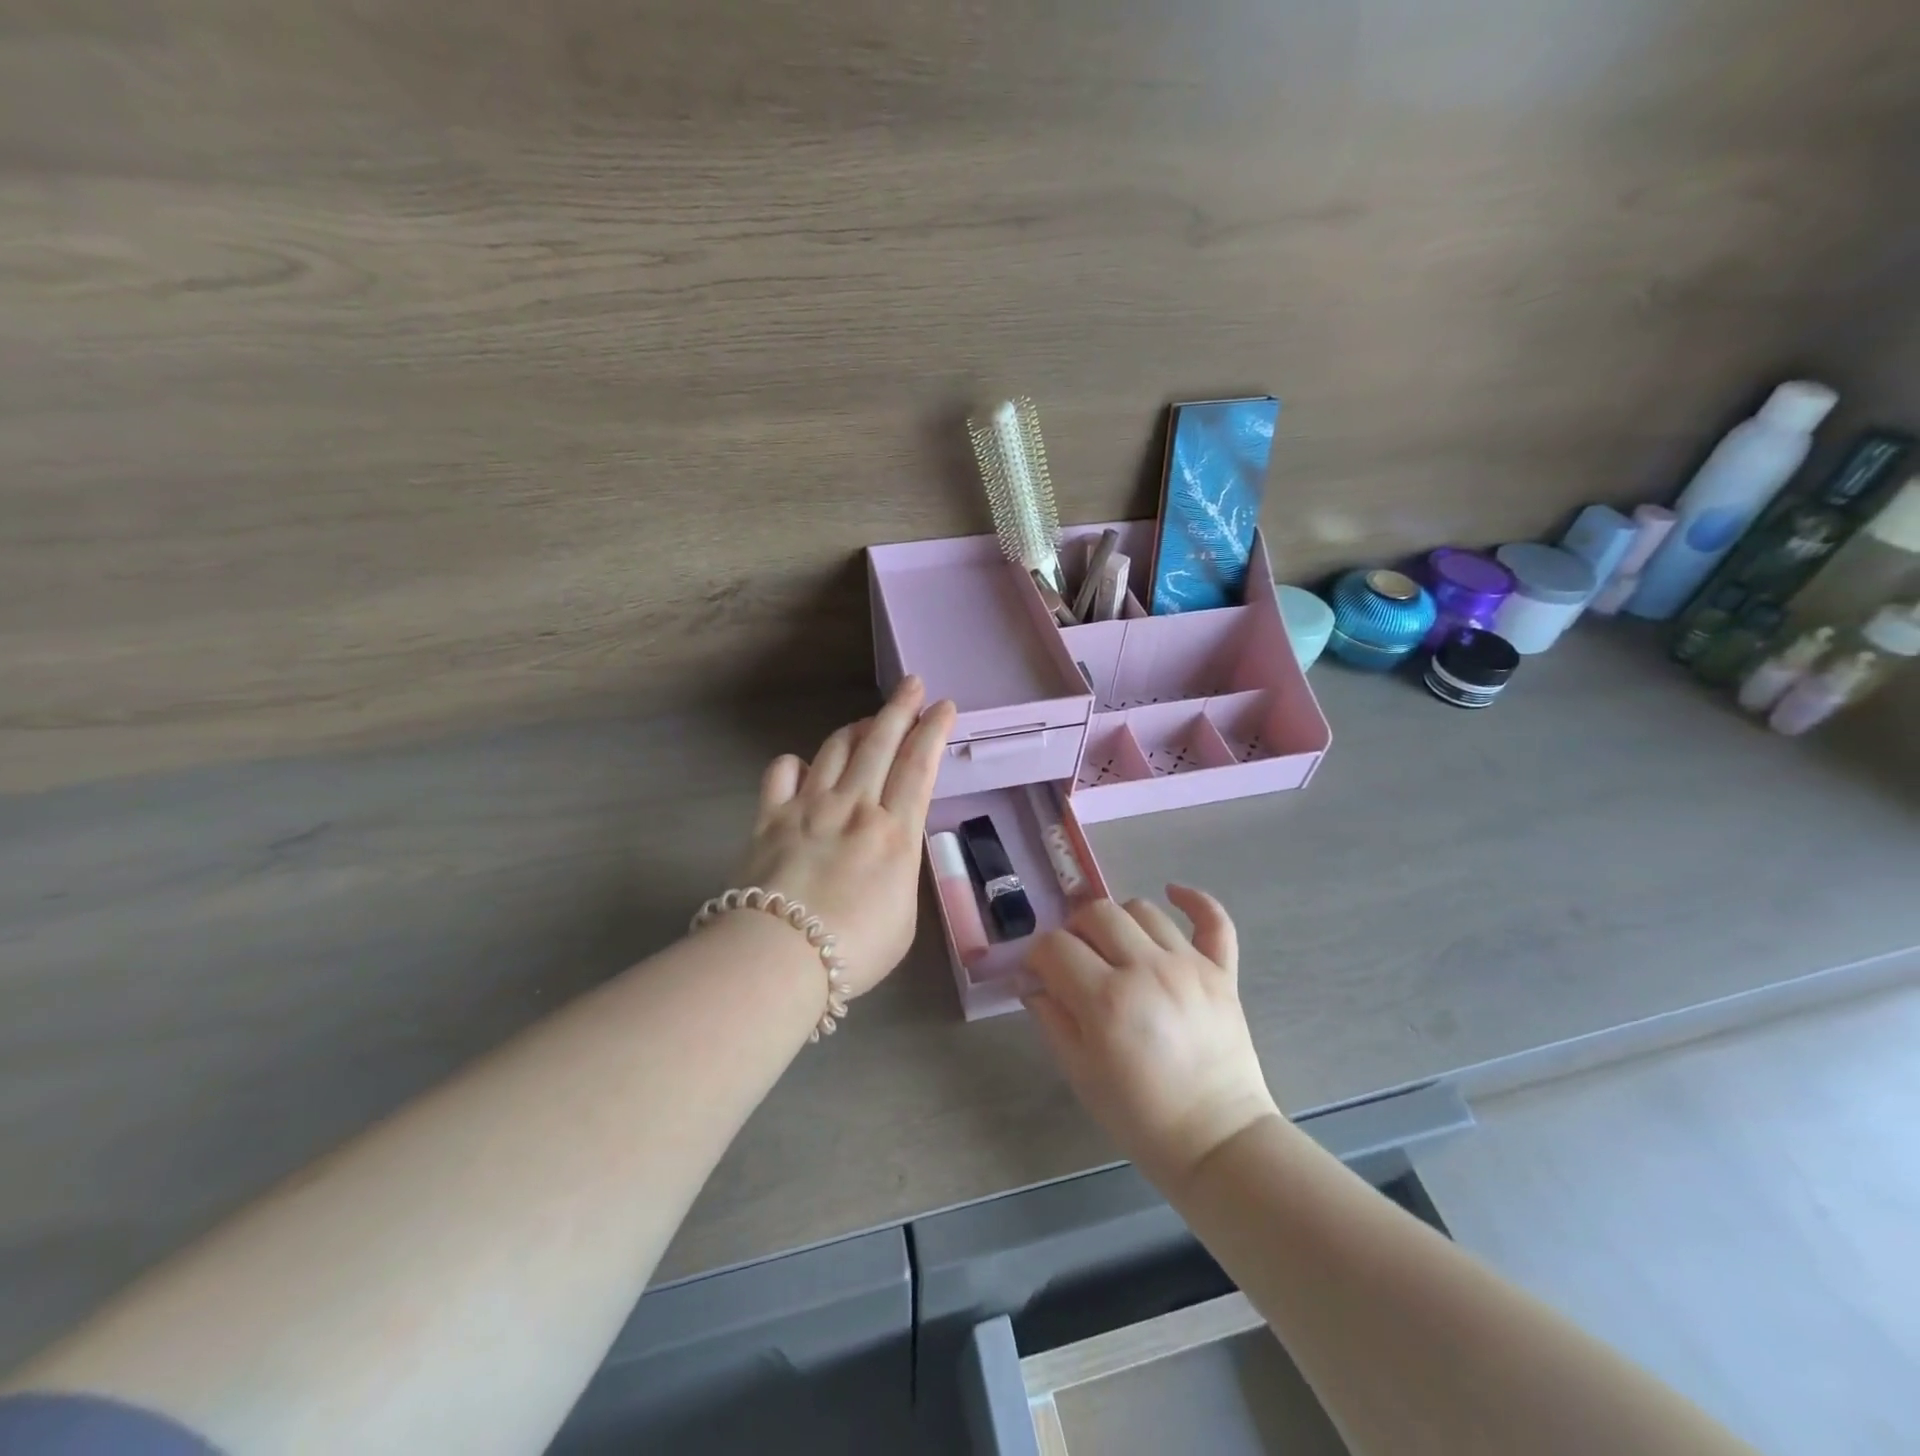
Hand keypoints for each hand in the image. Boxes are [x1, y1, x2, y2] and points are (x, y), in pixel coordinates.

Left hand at [736, 677, 955, 996]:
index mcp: (895, 831)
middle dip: (900, 708)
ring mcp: (809, 807)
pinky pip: (782, 772)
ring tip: (867, 723)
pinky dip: (795, 763)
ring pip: (835, 749)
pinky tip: (802, 767)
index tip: (943, 706)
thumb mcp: (903, 917)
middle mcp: (855, 806)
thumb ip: (900, 873)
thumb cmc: (854, 949)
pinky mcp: (769, 817)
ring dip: (856, 729)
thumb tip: (887, 852)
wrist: (780, 957)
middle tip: (912, 685)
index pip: (919, 765)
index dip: (933, 731)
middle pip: (880, 743)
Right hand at [1023, 888, 1279, 1189]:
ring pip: (1142, 909)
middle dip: (1074, 930)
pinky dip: (1194, 901)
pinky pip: (1213, 919)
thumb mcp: (1079, 1072)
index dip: (1038, 956)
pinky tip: (1173, 893)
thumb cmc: (1139, 1115)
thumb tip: (1033, 980)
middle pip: (1096, 913)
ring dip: (1120, 922)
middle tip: (1076, 960)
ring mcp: (1189, 965)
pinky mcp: (1222, 972)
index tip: (1039, 974)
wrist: (1217, 1142)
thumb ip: (1051, 1017)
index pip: (1055, 946)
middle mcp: (1146, 969)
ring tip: (1116, 948)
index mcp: (1106, 999)